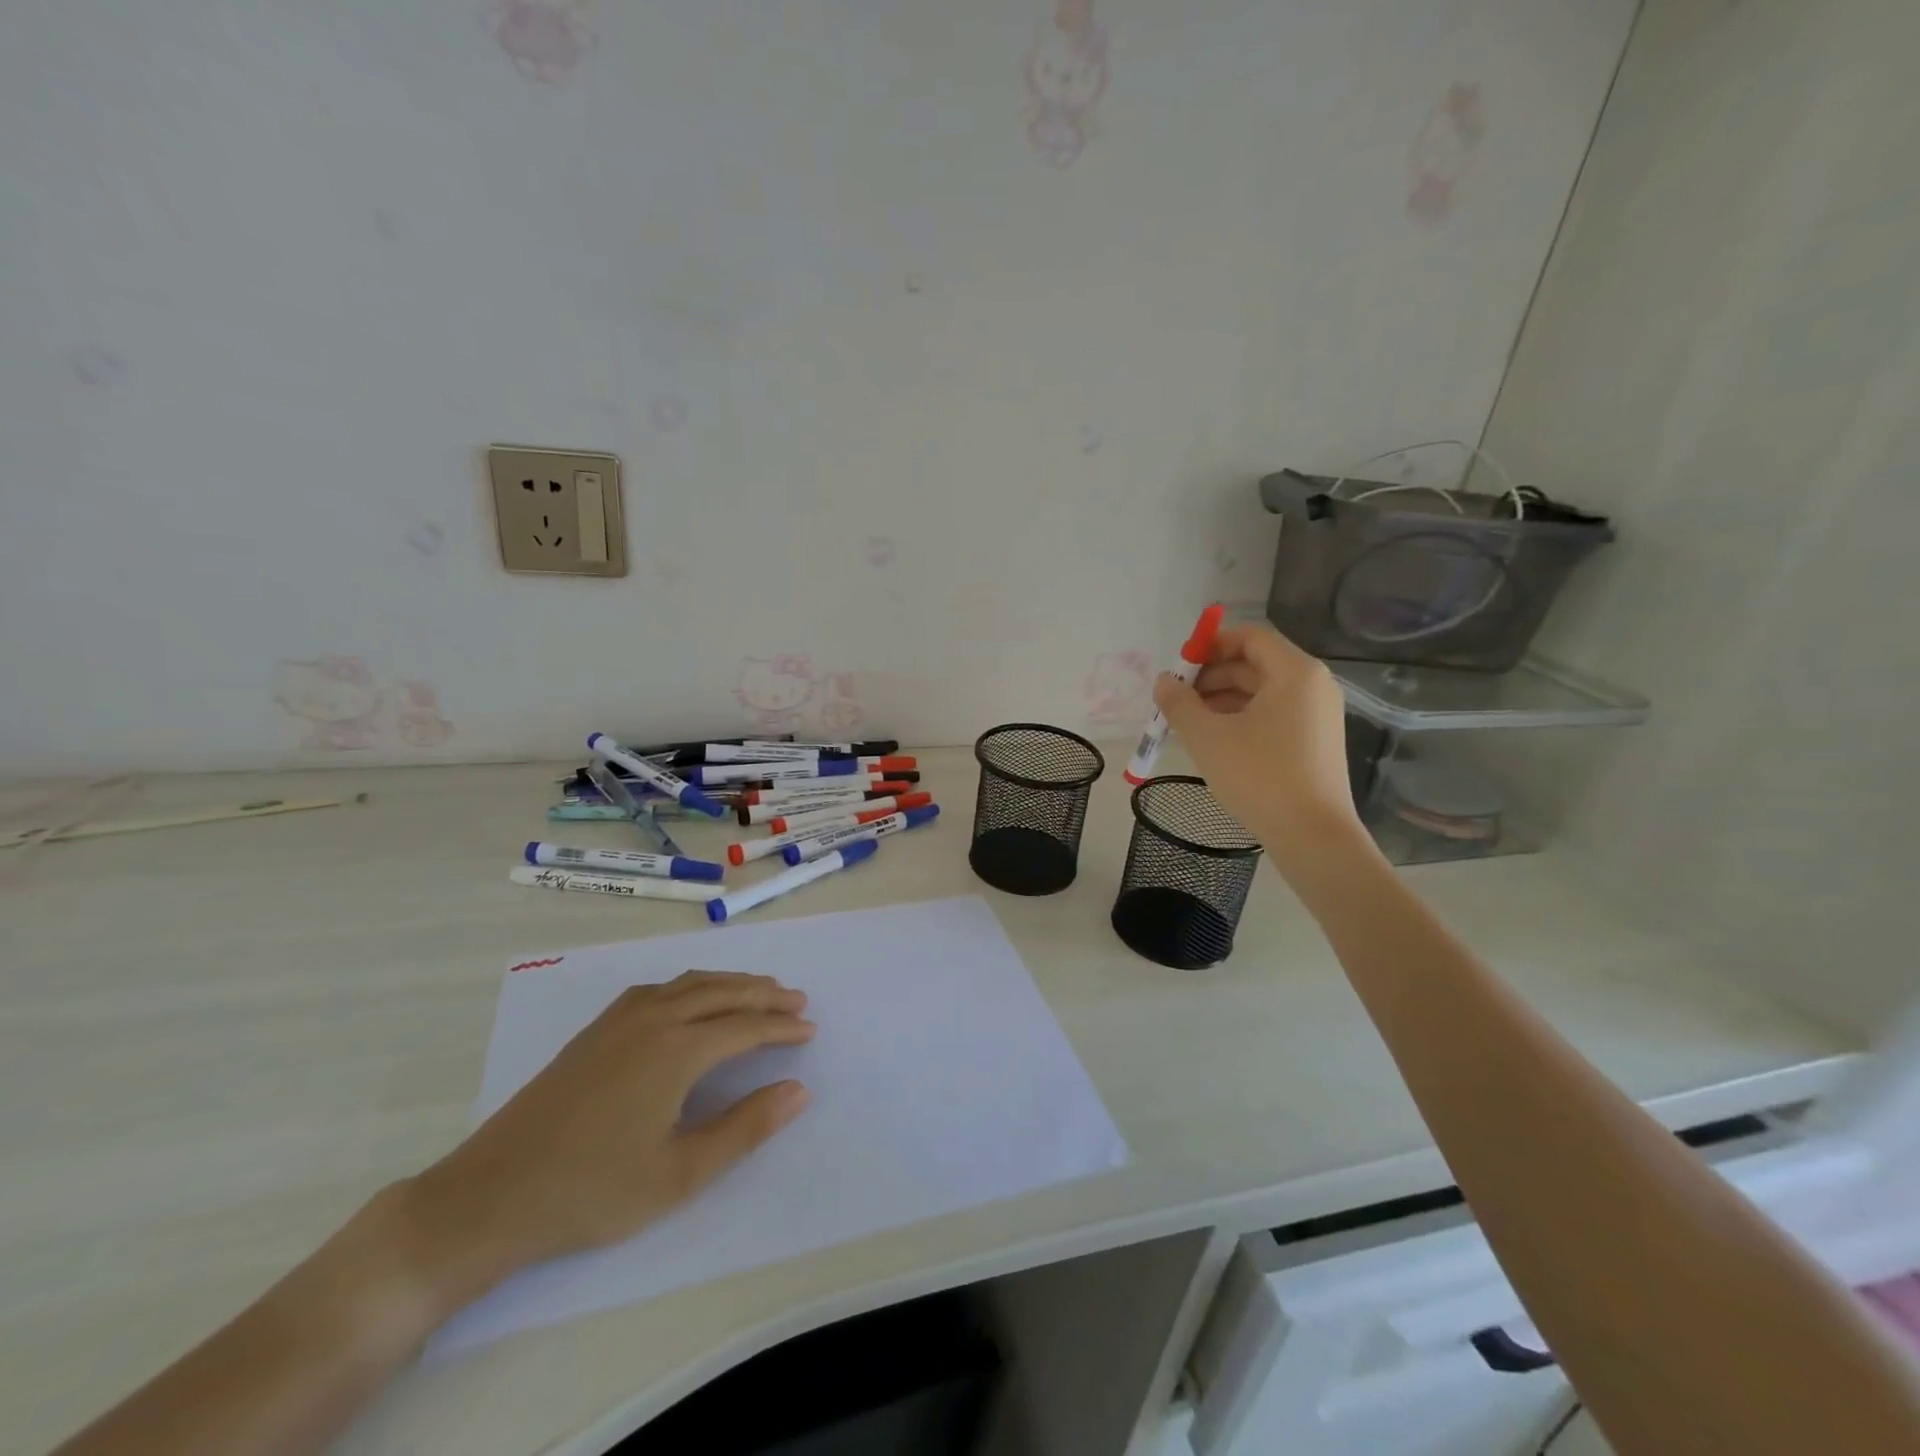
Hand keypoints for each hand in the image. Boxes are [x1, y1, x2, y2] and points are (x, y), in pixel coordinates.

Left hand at [398, 971, 815, 1313]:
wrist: (488, 1198)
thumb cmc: (591, 1193)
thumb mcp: (679, 1174)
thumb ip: (744, 1128)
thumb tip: (799, 1090)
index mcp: (677, 1050)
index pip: (745, 1026)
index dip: (782, 1027)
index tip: (811, 1029)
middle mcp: (653, 1019)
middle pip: (722, 992)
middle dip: (764, 994)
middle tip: (797, 1000)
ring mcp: (619, 1020)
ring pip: (689, 984)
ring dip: (730, 983)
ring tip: (759, 991)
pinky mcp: (595, 1031)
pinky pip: (658, 989)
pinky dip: (691, 985)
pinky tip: (692, 1000)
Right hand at [1152, 623, 1365, 863]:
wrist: (1312, 835)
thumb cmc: (1259, 776)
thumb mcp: (1207, 736)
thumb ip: (1179, 703)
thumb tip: (1164, 681)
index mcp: (1295, 672)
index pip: (1249, 637)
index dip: (1210, 646)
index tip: (1179, 668)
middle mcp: (1313, 685)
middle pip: (1255, 664)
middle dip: (1212, 676)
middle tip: (1177, 699)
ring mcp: (1318, 714)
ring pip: (1262, 692)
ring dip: (1222, 699)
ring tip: (1189, 723)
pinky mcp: (1316, 741)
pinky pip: (1274, 714)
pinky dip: (1242, 718)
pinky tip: (1215, 741)